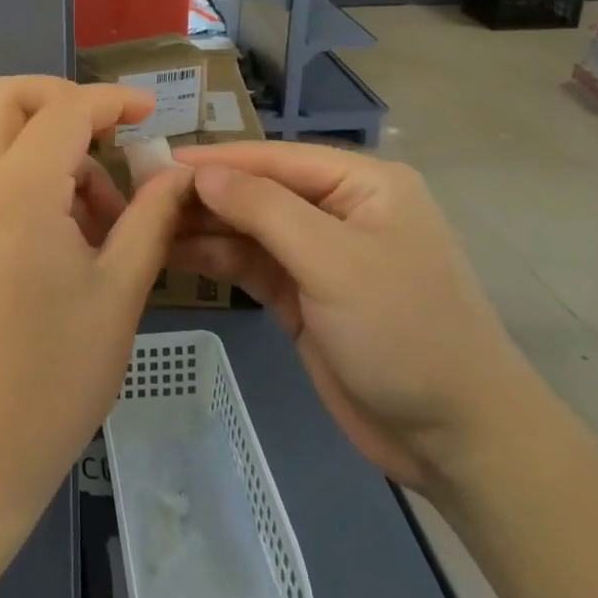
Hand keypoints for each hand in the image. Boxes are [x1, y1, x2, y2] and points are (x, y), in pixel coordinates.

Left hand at [0, 78, 191, 534]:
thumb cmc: (49, 383)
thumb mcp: (118, 297)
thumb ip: (150, 220)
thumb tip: (177, 175)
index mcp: (15, 192)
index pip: (64, 109)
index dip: (111, 100)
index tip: (150, 112)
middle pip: (5, 98)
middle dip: (61, 99)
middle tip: (108, 137)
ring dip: (43, 144)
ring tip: (97, 213)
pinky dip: (21, 175)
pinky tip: (61, 235)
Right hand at [171, 142, 549, 492]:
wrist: (456, 439)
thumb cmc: (404, 332)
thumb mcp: (333, 261)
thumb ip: (264, 209)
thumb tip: (203, 173)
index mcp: (361, 184)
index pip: (274, 159)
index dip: (216, 160)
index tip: (157, 161)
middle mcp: (339, 209)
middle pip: (258, 191)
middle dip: (205, 194)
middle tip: (140, 196)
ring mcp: (320, 254)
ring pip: (249, 228)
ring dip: (203, 226)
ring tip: (145, 224)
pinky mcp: (305, 295)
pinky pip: (252, 264)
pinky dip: (216, 258)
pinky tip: (173, 253)